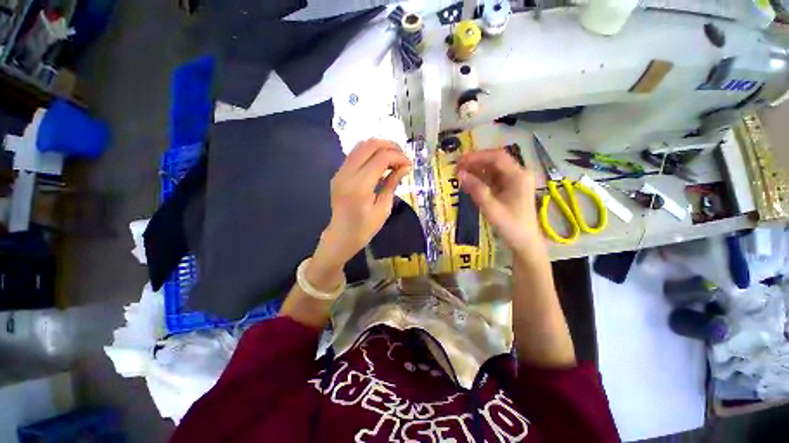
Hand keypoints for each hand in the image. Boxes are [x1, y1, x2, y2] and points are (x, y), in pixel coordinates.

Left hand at [311, 139, 411, 277]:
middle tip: (403, 157)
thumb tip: (405, 166)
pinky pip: (355, 154)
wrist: (341, 236)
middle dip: (390, 146)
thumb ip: (392, 184)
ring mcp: (340, 172)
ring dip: (380, 147)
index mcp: (359, 186)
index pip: (381, 158)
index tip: (409, 164)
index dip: (398, 157)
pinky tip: (381, 163)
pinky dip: (370, 153)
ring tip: (394, 158)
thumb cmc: (365, 228)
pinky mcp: (339, 173)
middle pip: (370, 145)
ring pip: (361, 145)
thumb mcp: (383, 208)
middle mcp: (347, 174)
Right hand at [457, 148, 543, 256]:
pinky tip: (469, 183)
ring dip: (477, 170)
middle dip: (476, 162)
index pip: (497, 157)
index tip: (460, 161)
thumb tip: (460, 174)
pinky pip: (493, 179)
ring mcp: (515, 182)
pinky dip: (481, 179)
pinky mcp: (510, 189)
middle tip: (457, 168)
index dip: (477, 156)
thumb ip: (476, 189)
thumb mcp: (491, 208)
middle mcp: (518, 175)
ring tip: (460, 175)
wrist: (525, 243)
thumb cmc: (511, 226)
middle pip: (495, 161)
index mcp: (518, 176)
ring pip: (493, 169)